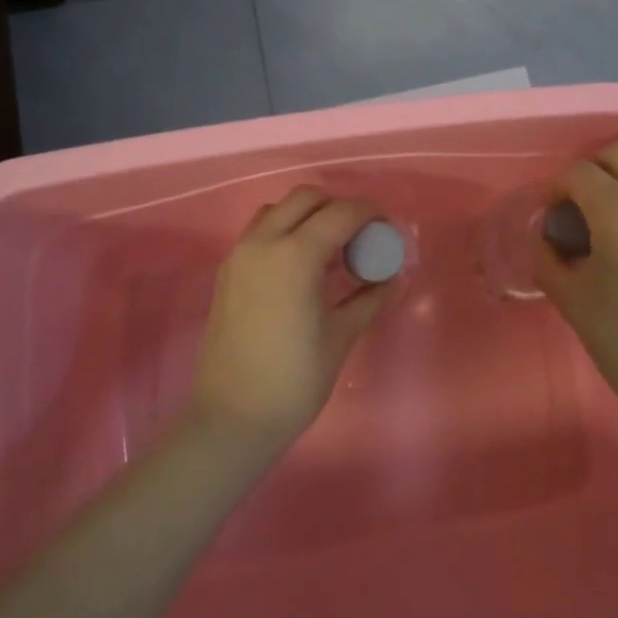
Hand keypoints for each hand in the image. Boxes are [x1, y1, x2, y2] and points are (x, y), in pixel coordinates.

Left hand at [189, 186, 391, 453]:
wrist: (232, 419)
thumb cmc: (294, 380)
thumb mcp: (341, 336)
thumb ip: (369, 299)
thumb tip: (391, 279)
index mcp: (295, 256)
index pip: (340, 213)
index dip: (369, 213)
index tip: (387, 227)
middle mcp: (263, 243)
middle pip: (305, 198)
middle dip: (337, 208)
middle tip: (358, 238)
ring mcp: (239, 256)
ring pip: (277, 211)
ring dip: (307, 217)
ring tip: (329, 250)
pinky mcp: (227, 272)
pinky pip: (259, 233)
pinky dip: (284, 233)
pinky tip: (301, 268)